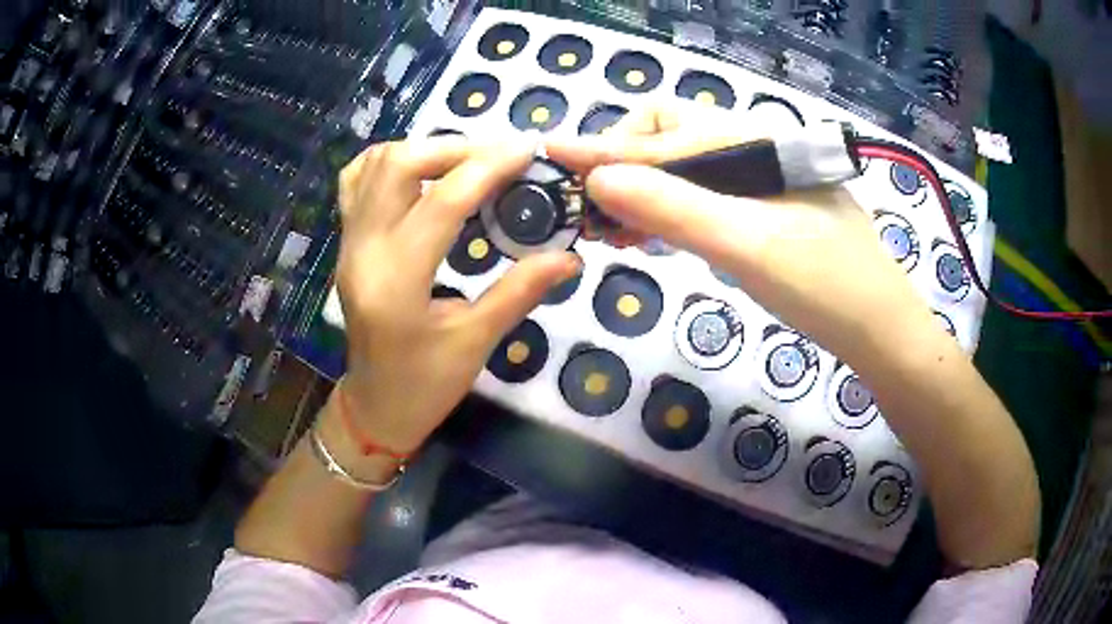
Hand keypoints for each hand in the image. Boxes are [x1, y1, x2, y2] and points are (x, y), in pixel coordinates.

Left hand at [334, 137, 579, 455]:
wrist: (375, 406)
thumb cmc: (425, 386)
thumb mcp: (476, 343)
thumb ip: (521, 291)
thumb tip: (571, 257)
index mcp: (396, 282)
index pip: (442, 202)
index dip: (488, 167)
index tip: (528, 148)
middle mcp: (363, 250)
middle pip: (398, 165)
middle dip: (453, 148)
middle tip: (499, 156)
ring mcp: (348, 243)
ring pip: (374, 165)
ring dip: (423, 150)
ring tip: (468, 160)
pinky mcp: (347, 243)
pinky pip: (357, 182)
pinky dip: (391, 162)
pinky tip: (422, 170)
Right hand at [546, 106, 944, 362]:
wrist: (880, 331)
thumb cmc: (824, 286)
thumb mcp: (745, 244)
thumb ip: (671, 206)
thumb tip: (597, 181)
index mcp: (753, 140)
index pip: (661, 132)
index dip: (605, 147)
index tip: (552, 156)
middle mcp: (755, 147)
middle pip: (670, 137)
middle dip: (623, 164)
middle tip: (591, 208)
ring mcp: (762, 179)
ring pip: (684, 169)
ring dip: (642, 189)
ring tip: (611, 226)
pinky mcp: (765, 209)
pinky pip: (704, 195)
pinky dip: (669, 209)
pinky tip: (653, 232)